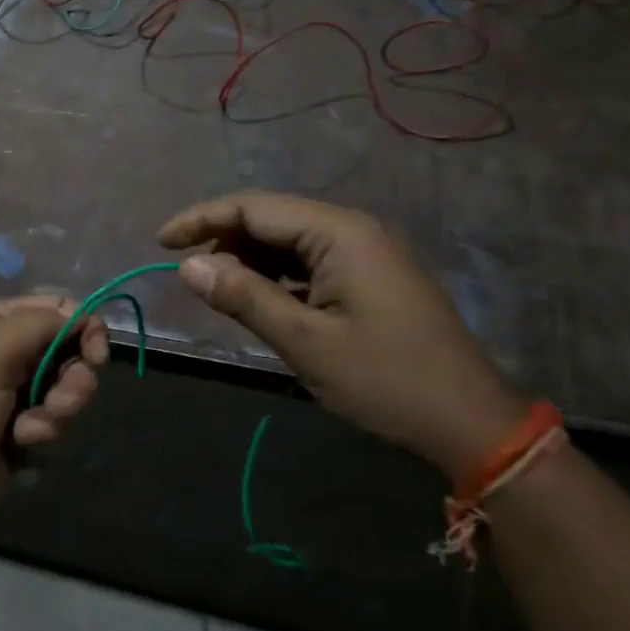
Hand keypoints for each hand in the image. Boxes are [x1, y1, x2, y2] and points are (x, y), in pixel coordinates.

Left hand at [0, 295, 108, 553]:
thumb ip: (37, 324)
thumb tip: (82, 314)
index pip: (57, 306)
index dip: (84, 328)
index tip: (94, 358)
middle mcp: (4, 349)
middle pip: (69, 346)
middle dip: (72, 377)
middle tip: (58, 402)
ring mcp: (11, 390)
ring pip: (66, 385)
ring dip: (59, 408)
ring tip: (31, 431)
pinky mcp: (18, 428)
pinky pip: (54, 417)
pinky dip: (46, 431)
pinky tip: (22, 447)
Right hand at [159, 192, 524, 479]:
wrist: (470, 422)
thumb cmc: (386, 381)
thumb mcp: (305, 342)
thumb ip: (244, 297)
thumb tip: (188, 266)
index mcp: (338, 233)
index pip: (253, 208)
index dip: (201, 220)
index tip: (159, 242)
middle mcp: (351, 230)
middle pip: (270, 218)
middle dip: (223, 238)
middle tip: (186, 272)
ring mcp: (363, 252)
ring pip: (288, 240)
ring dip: (248, 259)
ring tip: (216, 289)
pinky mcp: (368, 277)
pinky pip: (308, 261)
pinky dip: (275, 275)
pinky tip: (258, 298)